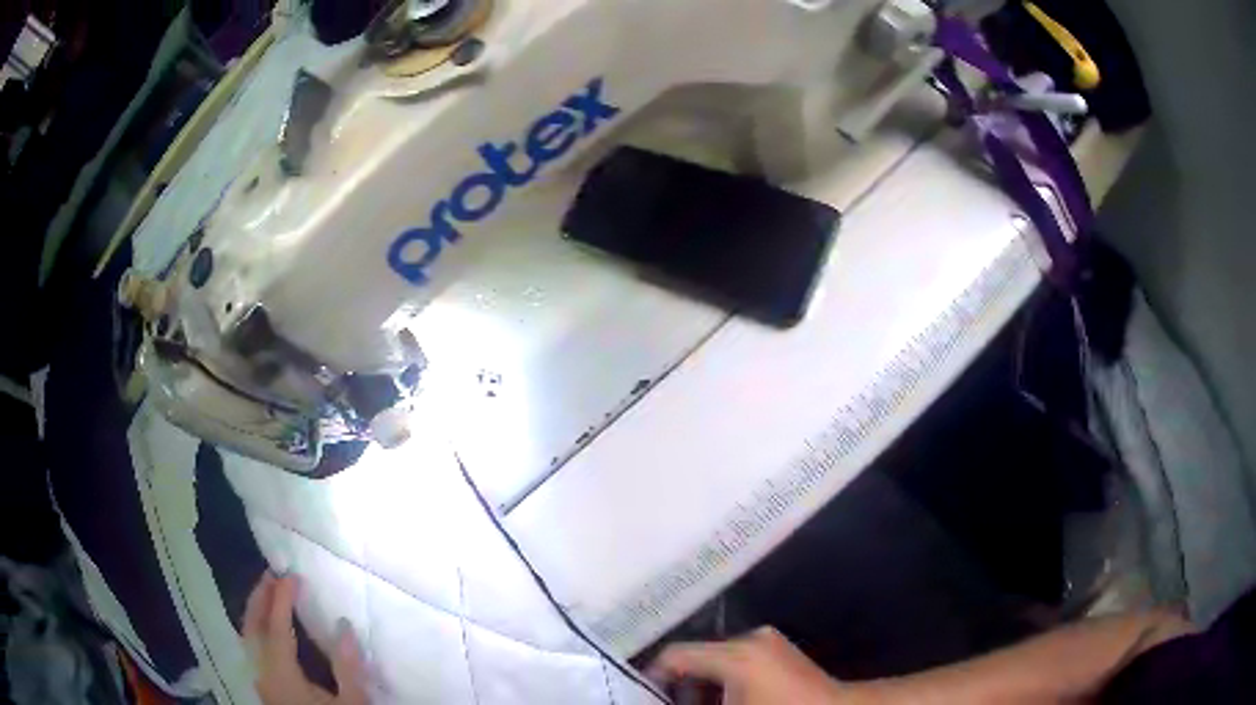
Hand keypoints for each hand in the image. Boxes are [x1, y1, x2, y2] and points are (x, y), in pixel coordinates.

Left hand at [244, 572, 368, 704]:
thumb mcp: (352, 703)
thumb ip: (347, 667)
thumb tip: (344, 626)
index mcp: (282, 675)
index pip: (276, 628)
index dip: (282, 599)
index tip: (292, 576)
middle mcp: (263, 673)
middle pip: (251, 627)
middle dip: (259, 597)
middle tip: (272, 574)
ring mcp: (261, 680)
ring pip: (247, 637)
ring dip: (255, 610)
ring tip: (268, 591)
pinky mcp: (265, 687)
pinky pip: (252, 647)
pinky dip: (257, 627)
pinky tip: (268, 625)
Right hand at [649, 627, 855, 704]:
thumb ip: (694, 702)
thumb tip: (670, 698)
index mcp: (734, 655)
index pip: (676, 655)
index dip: (653, 676)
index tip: (643, 696)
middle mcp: (749, 639)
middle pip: (696, 656)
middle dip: (679, 685)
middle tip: (671, 703)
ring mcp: (768, 641)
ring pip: (717, 659)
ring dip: (702, 685)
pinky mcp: (779, 650)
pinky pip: (737, 661)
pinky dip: (723, 681)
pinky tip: (726, 701)